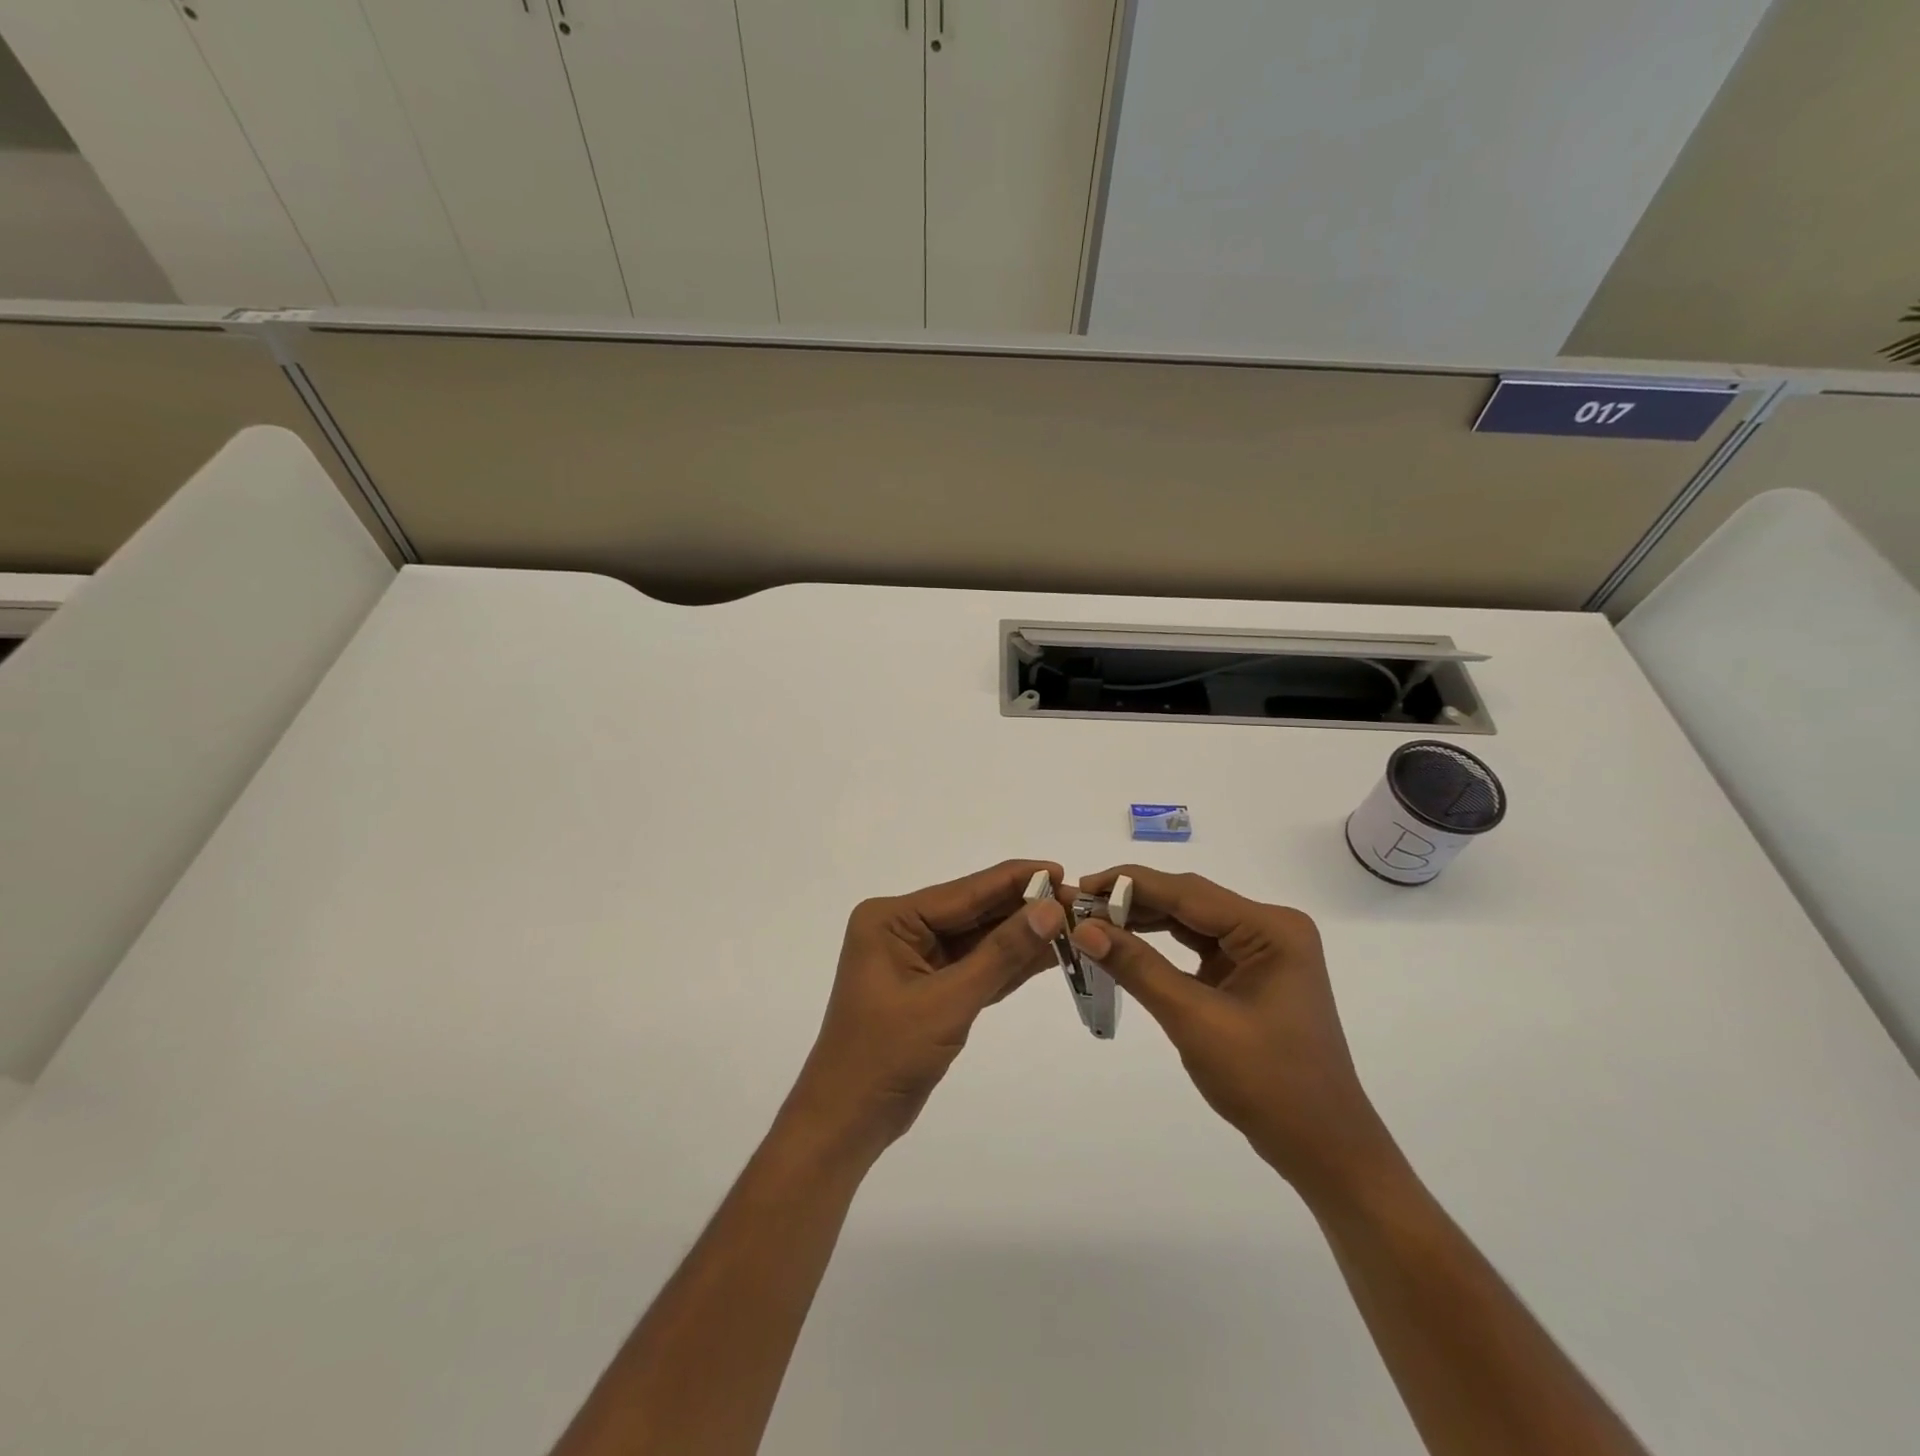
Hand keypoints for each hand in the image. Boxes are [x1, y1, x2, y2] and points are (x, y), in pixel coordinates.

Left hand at [785, 860, 1069, 1160]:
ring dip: (1021, 936)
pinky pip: (976, 967)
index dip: (1014, 880)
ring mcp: (916, 959)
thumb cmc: (887, 1055)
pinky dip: (1008, 964)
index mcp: (891, 919)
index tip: (1061, 870)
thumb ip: (1001, 953)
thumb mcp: (948, 1001)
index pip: (964, 892)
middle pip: (973, 912)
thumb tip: (1051, 909)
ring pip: (979, 940)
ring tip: (1073, 925)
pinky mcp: (931, 988)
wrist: (848, 1121)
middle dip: (1023, 909)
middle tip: (1076, 902)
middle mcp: (902, 929)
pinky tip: (1048, 954)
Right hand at [1070, 867, 1397, 1201]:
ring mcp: (1262, 950)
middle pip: (1189, 900)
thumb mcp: (1194, 1020)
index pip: (1188, 891)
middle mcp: (1270, 927)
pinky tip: (1127, 944)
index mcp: (1271, 928)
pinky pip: (1197, 946)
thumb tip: (1083, 929)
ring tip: (1094, 922)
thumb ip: (1138, 967)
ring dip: (1144, 921)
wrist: (1324, 1149)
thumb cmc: (1267, 1083)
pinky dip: (1161, 946)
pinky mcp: (1250, 973)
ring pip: (1190, 921)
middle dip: (1133, 902)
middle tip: (1079, 907)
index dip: (1130, 884)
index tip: (1081, 885)